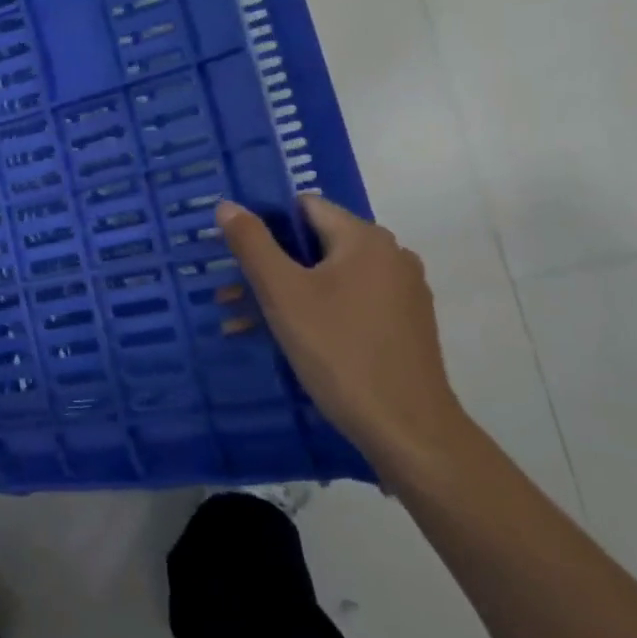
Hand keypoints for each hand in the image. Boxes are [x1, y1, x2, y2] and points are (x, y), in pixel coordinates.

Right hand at [215, 195, 468, 474]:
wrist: (409, 432)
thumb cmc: (340, 352)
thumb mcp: (283, 294)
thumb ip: (252, 243)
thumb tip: (226, 205)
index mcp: (365, 238)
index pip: (304, 207)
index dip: (265, 224)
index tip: (235, 254)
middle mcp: (390, 255)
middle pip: (315, 243)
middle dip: (269, 265)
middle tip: (230, 293)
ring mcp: (403, 292)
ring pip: (330, 277)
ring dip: (287, 292)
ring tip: (245, 322)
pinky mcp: (405, 325)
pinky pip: (350, 302)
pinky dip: (317, 311)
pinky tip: (287, 340)